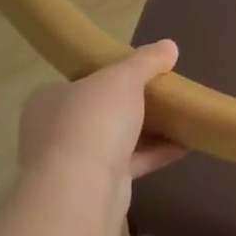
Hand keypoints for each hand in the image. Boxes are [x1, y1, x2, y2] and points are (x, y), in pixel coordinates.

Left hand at [16, 41, 187, 217]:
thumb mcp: (123, 78)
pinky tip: (185, 145)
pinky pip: (131, 164)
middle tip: (163, 95)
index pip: (81, 83)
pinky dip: (156, 154)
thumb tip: (169, 45)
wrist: (81, 190)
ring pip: (116, 140)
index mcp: (50, 100)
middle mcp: (56, 131)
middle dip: (132, 105)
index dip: (109, 76)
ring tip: (181, 118)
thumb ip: (146, 61)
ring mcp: (75, 162)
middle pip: (100, 112)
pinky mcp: (97, 187)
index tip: (139, 74)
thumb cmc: (93, 120)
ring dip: (148, 131)